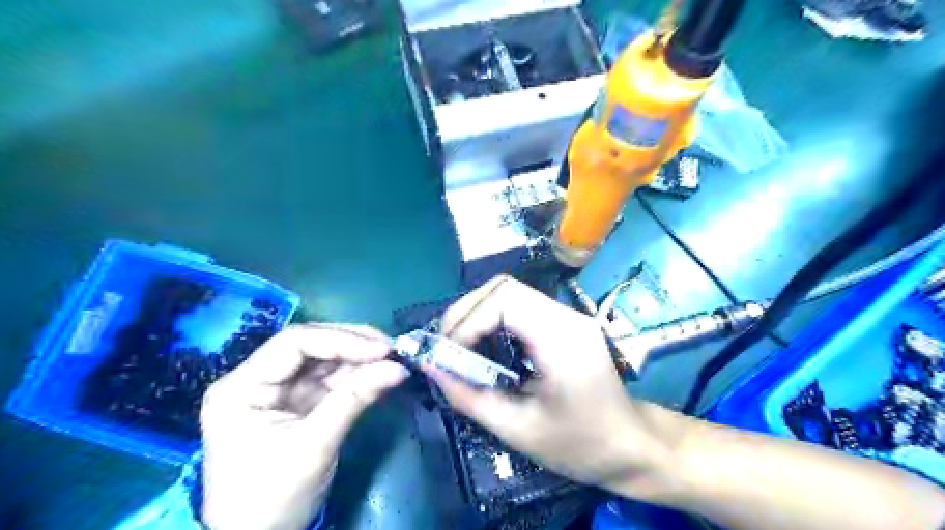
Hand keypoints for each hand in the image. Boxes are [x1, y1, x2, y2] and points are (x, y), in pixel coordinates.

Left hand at [199, 323, 406, 529]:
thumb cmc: (272, 499)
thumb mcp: (314, 446)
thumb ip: (355, 399)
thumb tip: (399, 368)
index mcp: (242, 386)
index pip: (294, 344)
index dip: (341, 340)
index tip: (382, 349)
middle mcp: (258, 379)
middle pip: (311, 345)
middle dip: (354, 344)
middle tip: (392, 349)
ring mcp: (281, 390)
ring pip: (326, 359)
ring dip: (360, 358)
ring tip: (393, 359)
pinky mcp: (300, 402)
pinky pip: (333, 379)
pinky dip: (358, 375)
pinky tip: (380, 373)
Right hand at [424, 278, 675, 492]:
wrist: (631, 446)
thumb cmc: (580, 446)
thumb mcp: (518, 429)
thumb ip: (469, 396)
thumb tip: (429, 366)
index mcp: (562, 339)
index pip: (504, 300)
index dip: (468, 321)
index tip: (448, 355)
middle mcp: (566, 315)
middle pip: (504, 288)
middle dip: (466, 313)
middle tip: (446, 347)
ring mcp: (567, 315)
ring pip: (509, 293)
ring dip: (476, 314)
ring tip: (459, 347)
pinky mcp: (563, 323)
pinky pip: (519, 307)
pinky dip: (492, 320)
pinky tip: (484, 346)